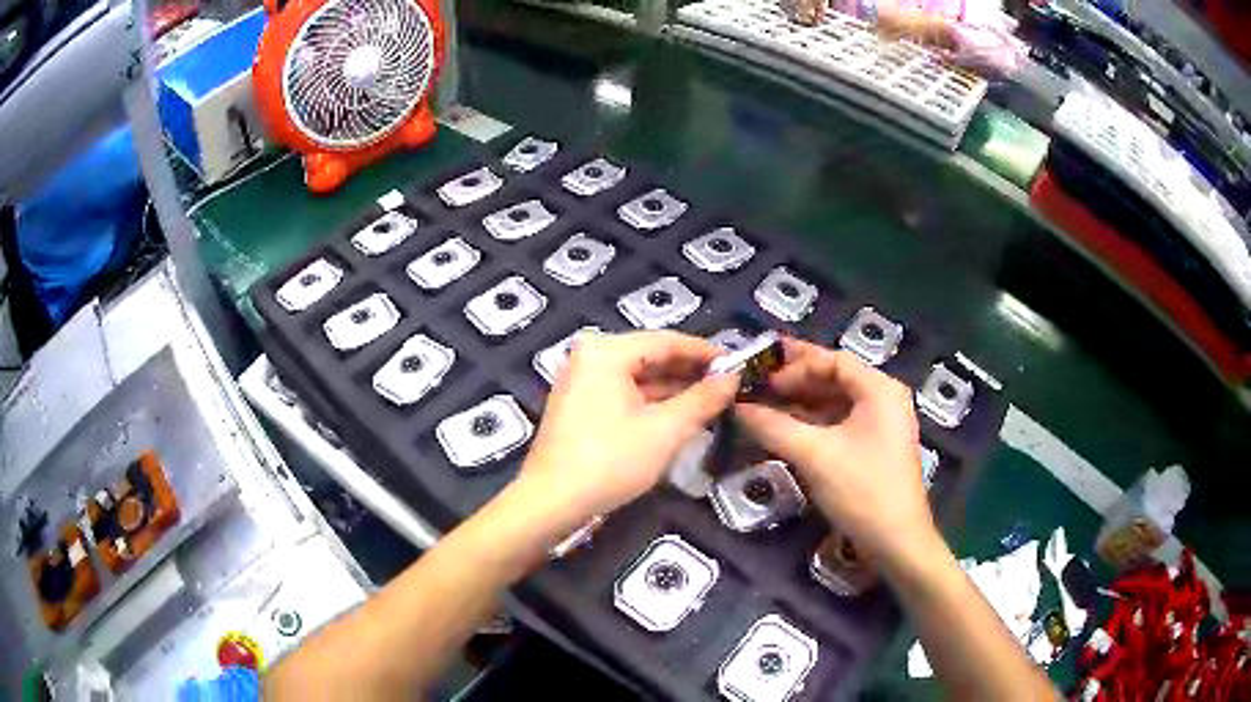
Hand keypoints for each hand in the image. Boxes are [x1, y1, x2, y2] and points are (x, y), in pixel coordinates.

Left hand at [516, 331, 738, 532]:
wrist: (552, 502)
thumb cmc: (610, 461)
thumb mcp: (665, 430)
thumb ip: (703, 399)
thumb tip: (733, 377)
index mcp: (606, 351)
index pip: (666, 340)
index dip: (704, 352)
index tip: (738, 362)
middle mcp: (590, 356)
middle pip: (650, 356)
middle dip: (689, 372)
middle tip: (728, 385)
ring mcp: (580, 380)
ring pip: (637, 376)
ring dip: (672, 389)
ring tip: (711, 400)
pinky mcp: (578, 404)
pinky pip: (623, 392)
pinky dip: (651, 402)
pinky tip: (679, 413)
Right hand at [734, 338, 934, 559]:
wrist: (896, 542)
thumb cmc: (862, 490)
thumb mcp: (814, 455)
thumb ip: (773, 426)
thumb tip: (736, 407)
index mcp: (879, 389)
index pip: (833, 360)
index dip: (794, 366)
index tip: (761, 377)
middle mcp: (884, 399)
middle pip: (835, 379)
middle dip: (795, 382)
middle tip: (756, 385)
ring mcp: (882, 425)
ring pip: (836, 403)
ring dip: (801, 404)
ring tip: (764, 406)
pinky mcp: (875, 448)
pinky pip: (840, 424)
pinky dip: (813, 425)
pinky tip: (786, 431)